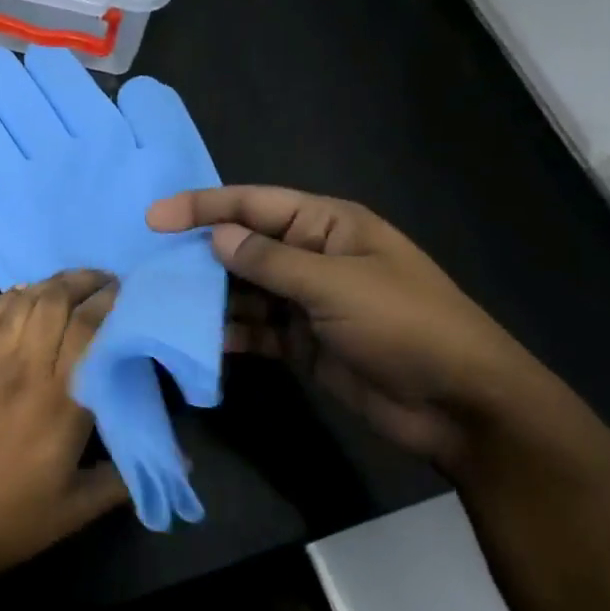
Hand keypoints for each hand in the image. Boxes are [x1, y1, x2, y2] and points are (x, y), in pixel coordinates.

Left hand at [0, 270, 128, 587]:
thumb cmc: (13, 521)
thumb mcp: (79, 509)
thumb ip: (128, 477)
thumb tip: (181, 461)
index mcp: (60, 402)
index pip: (88, 330)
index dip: (109, 302)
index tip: (127, 292)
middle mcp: (23, 372)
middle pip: (53, 303)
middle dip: (82, 282)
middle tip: (104, 282)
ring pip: (20, 305)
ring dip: (48, 285)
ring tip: (70, 283)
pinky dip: (6, 300)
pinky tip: (21, 294)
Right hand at [148, 187, 545, 466]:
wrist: (459, 404)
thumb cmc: (405, 326)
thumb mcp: (336, 285)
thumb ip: (271, 261)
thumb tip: (217, 237)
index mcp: (328, 226)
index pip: (254, 205)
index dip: (203, 207)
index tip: (154, 218)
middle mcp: (313, 258)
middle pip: (244, 247)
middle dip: (200, 255)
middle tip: (150, 268)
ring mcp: (306, 303)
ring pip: (244, 291)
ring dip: (209, 298)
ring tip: (164, 305)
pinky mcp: (302, 344)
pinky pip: (255, 331)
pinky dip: (229, 334)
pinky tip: (199, 342)